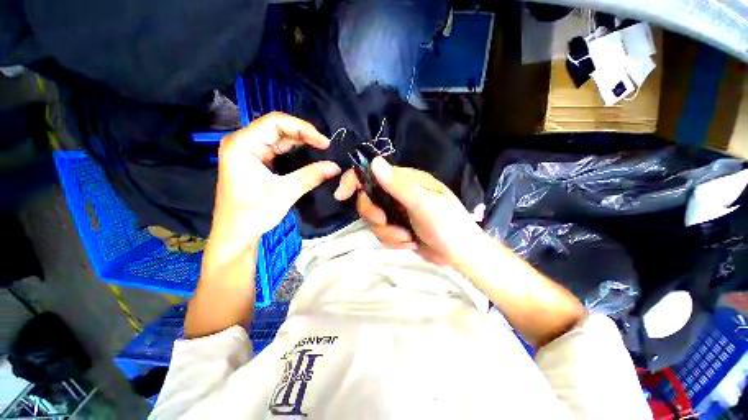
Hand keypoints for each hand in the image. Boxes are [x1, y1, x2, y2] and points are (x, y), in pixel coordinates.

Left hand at [212, 112, 340, 242]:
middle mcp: (244, 142)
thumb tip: (336, 167)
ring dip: (302, 144)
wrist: (237, 234)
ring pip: (280, 139)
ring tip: (322, 151)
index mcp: (242, 144)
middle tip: (327, 148)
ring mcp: (250, 152)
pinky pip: (279, 151)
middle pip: (278, 128)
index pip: (276, 122)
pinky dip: (295, 153)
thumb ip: (312, 176)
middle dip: (304, 136)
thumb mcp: (285, 192)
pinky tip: (310, 156)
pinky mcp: (257, 161)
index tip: (324, 143)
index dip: (303, 129)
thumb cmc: (254, 213)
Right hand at [334, 157, 483, 265]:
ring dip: (388, 233)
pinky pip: (382, 234)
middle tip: (385, 222)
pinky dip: (393, 241)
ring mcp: (397, 213)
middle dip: (374, 215)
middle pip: (368, 200)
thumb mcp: (424, 204)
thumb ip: (398, 185)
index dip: (354, 180)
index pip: (373, 173)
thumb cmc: (448, 224)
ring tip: (408, 238)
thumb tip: (374, 162)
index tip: (342, 194)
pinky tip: (410, 243)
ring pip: (374, 221)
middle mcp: (398, 194)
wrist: (460, 254)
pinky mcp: (397, 229)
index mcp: (405, 181)